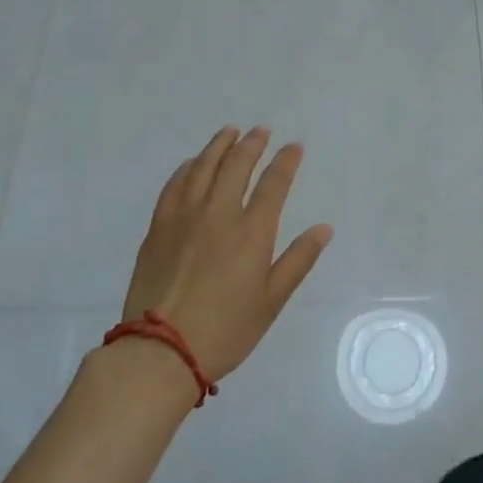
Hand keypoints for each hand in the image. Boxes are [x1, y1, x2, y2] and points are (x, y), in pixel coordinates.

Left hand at [122, 127, 332, 381]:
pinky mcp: (158, 227)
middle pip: (237, 165)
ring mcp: (184, 217)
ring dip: (219, 146)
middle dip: (252, 144)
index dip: (286, 161)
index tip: (294, 146)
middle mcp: (219, 213)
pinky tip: (193, 163)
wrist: (160, 351)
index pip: (274, 183)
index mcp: (251, 232)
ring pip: (203, 167)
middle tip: (260, 131)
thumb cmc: (225, 330)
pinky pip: (175, 184)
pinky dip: (188, 167)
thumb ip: (298, 260)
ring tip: (229, 132)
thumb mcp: (272, 301)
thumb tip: (324, 228)